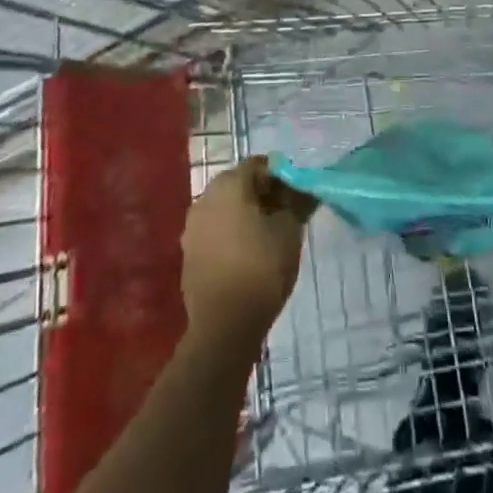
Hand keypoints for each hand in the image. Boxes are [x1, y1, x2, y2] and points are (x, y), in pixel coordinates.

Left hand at [181, 157, 312, 342]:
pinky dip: (231, 235)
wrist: (224, 327)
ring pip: (225, 209)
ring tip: (269, 237)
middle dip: (263, 194)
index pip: (258, 165)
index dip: (281, 176)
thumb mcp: (289, 231)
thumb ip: (296, 202)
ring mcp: (192, 227)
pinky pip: (215, 232)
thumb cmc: (261, 268)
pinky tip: (248, 255)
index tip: (297, 194)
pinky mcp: (189, 253)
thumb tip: (304, 187)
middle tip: (286, 214)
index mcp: (228, 184)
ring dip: (246, 215)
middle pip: (239, 184)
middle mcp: (205, 197)